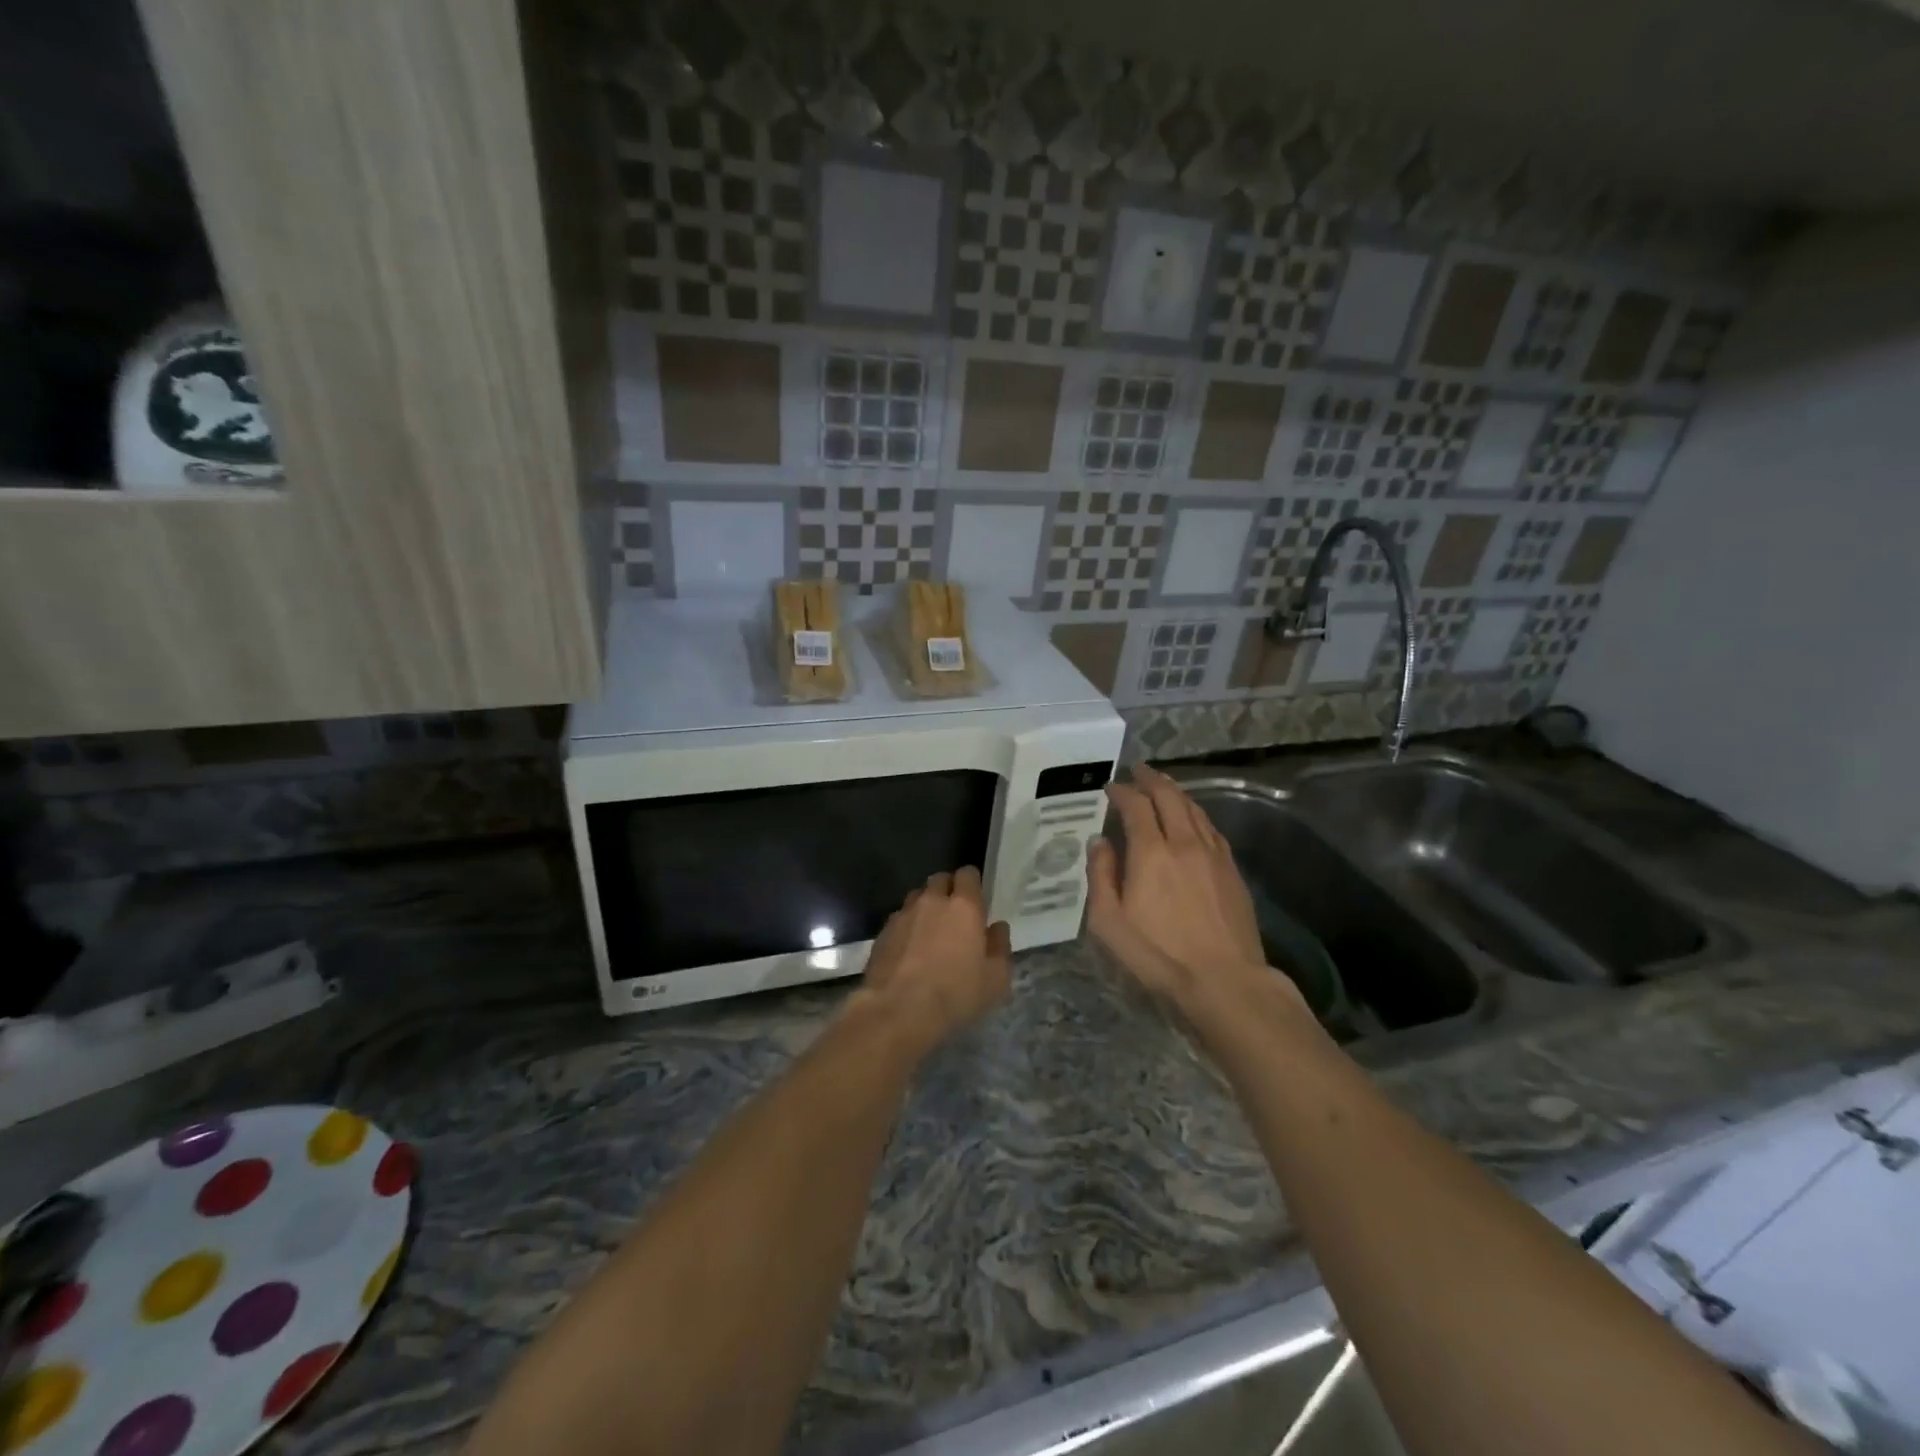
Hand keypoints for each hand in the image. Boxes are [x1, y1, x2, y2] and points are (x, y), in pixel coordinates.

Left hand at [859, 867, 1011, 1052]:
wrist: (898, 1011)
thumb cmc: (955, 995)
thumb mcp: (995, 979)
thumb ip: (1000, 946)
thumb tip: (997, 927)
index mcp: (964, 906)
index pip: (968, 874)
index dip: (972, 883)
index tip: (976, 899)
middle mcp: (932, 901)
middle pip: (940, 880)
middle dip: (948, 890)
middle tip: (954, 915)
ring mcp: (903, 914)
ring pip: (917, 897)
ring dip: (925, 907)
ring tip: (930, 932)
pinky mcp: (882, 932)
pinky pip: (899, 918)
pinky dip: (907, 927)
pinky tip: (909, 950)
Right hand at [1087, 766, 1280, 1012]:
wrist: (1225, 981)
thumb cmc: (1158, 956)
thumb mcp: (1109, 923)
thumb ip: (1101, 876)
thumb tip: (1099, 841)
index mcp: (1151, 853)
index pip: (1135, 806)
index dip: (1121, 791)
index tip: (1110, 787)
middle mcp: (1184, 843)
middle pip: (1169, 797)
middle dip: (1151, 779)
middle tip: (1137, 771)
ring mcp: (1213, 854)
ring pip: (1194, 809)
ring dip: (1175, 792)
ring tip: (1162, 786)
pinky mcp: (1232, 870)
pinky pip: (1211, 828)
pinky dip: (1196, 814)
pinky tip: (1192, 819)